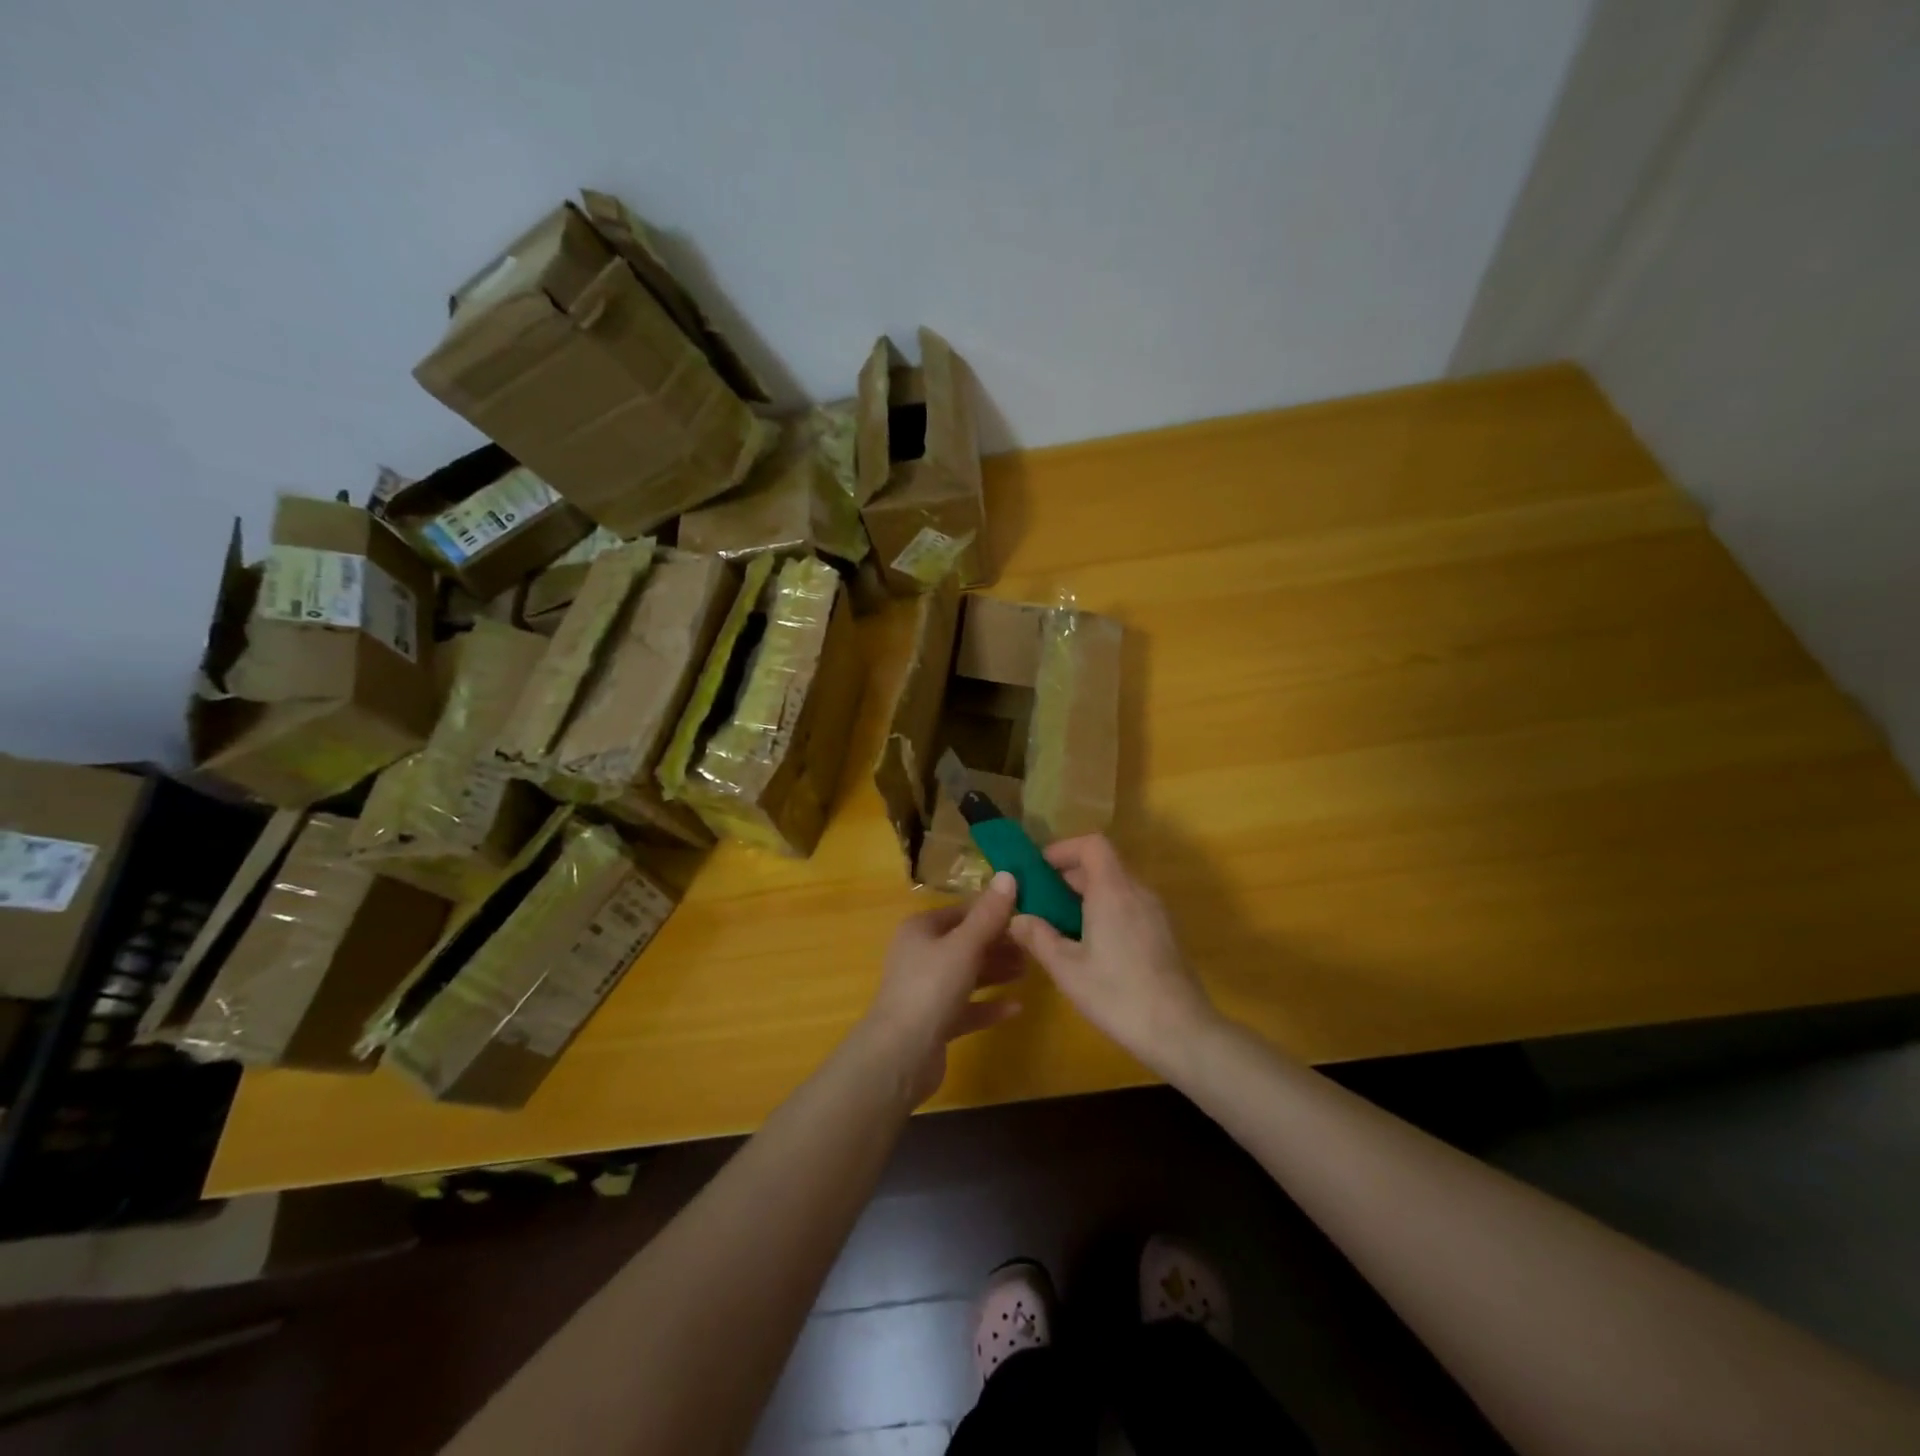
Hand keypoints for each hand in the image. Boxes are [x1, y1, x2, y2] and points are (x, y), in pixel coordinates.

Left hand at [860, 873, 1023, 1104]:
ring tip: (1030, 970)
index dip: (993, 911)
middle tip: (1034, 946)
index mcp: (921, 929)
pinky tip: (1016, 1007)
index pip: (962, 911)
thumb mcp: (964, 946)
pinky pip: (967, 1007)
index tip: (1027, 914)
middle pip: (965, 943)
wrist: (900, 1055)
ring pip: (967, 974)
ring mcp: (925, 990)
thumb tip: (1008, 874)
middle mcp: (920, 955)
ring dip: (996, 971)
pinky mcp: (934, 1022)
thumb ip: (988, 914)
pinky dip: (988, 1005)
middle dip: (999, 943)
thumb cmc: (930, 988)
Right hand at [1008, 836, 1216, 1074]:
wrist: (1181, 1033)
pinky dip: (1105, 911)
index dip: (1063, 849)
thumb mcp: (1067, 969)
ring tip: (1059, 927)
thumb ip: (1038, 937)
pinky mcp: (1164, 933)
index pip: (1091, 844)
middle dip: (1067, 877)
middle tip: (1039, 904)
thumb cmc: (1118, 995)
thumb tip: (1017, 918)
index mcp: (1113, 890)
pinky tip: (1091, 946)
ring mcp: (1156, 912)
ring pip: (1116, 887)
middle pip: (1102, 864)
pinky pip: (1129, 906)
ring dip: (1086, 896)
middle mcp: (1138, 892)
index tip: (1038, 871)